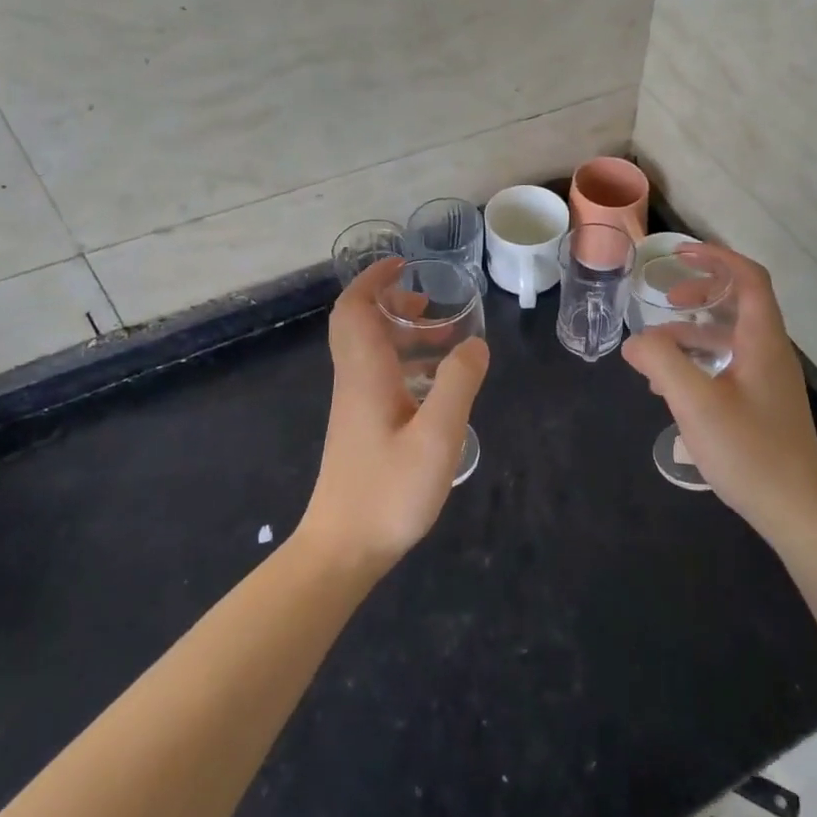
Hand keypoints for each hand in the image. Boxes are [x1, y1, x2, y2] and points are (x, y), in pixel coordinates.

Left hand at [296, 257, 488, 573]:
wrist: (342, 550)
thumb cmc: (388, 491)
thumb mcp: (436, 436)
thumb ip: (457, 384)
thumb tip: (475, 343)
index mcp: (366, 373)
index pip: (355, 309)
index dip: (374, 280)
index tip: (404, 265)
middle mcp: (355, 381)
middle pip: (361, 325)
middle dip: (394, 305)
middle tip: (432, 305)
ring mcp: (355, 406)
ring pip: (373, 353)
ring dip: (405, 336)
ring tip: (449, 341)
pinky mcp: (361, 428)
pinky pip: (381, 377)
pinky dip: (407, 365)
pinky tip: (438, 387)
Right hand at [622, 246, 816, 544]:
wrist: (797, 511)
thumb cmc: (749, 450)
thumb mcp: (695, 402)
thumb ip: (661, 362)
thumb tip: (635, 341)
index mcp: (763, 340)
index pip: (749, 278)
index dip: (717, 258)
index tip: (680, 254)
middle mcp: (771, 352)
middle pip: (740, 303)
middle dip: (701, 293)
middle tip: (667, 299)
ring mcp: (769, 380)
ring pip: (731, 337)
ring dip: (693, 333)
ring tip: (656, 352)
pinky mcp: (763, 404)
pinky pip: (730, 364)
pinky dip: (700, 362)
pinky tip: (673, 388)